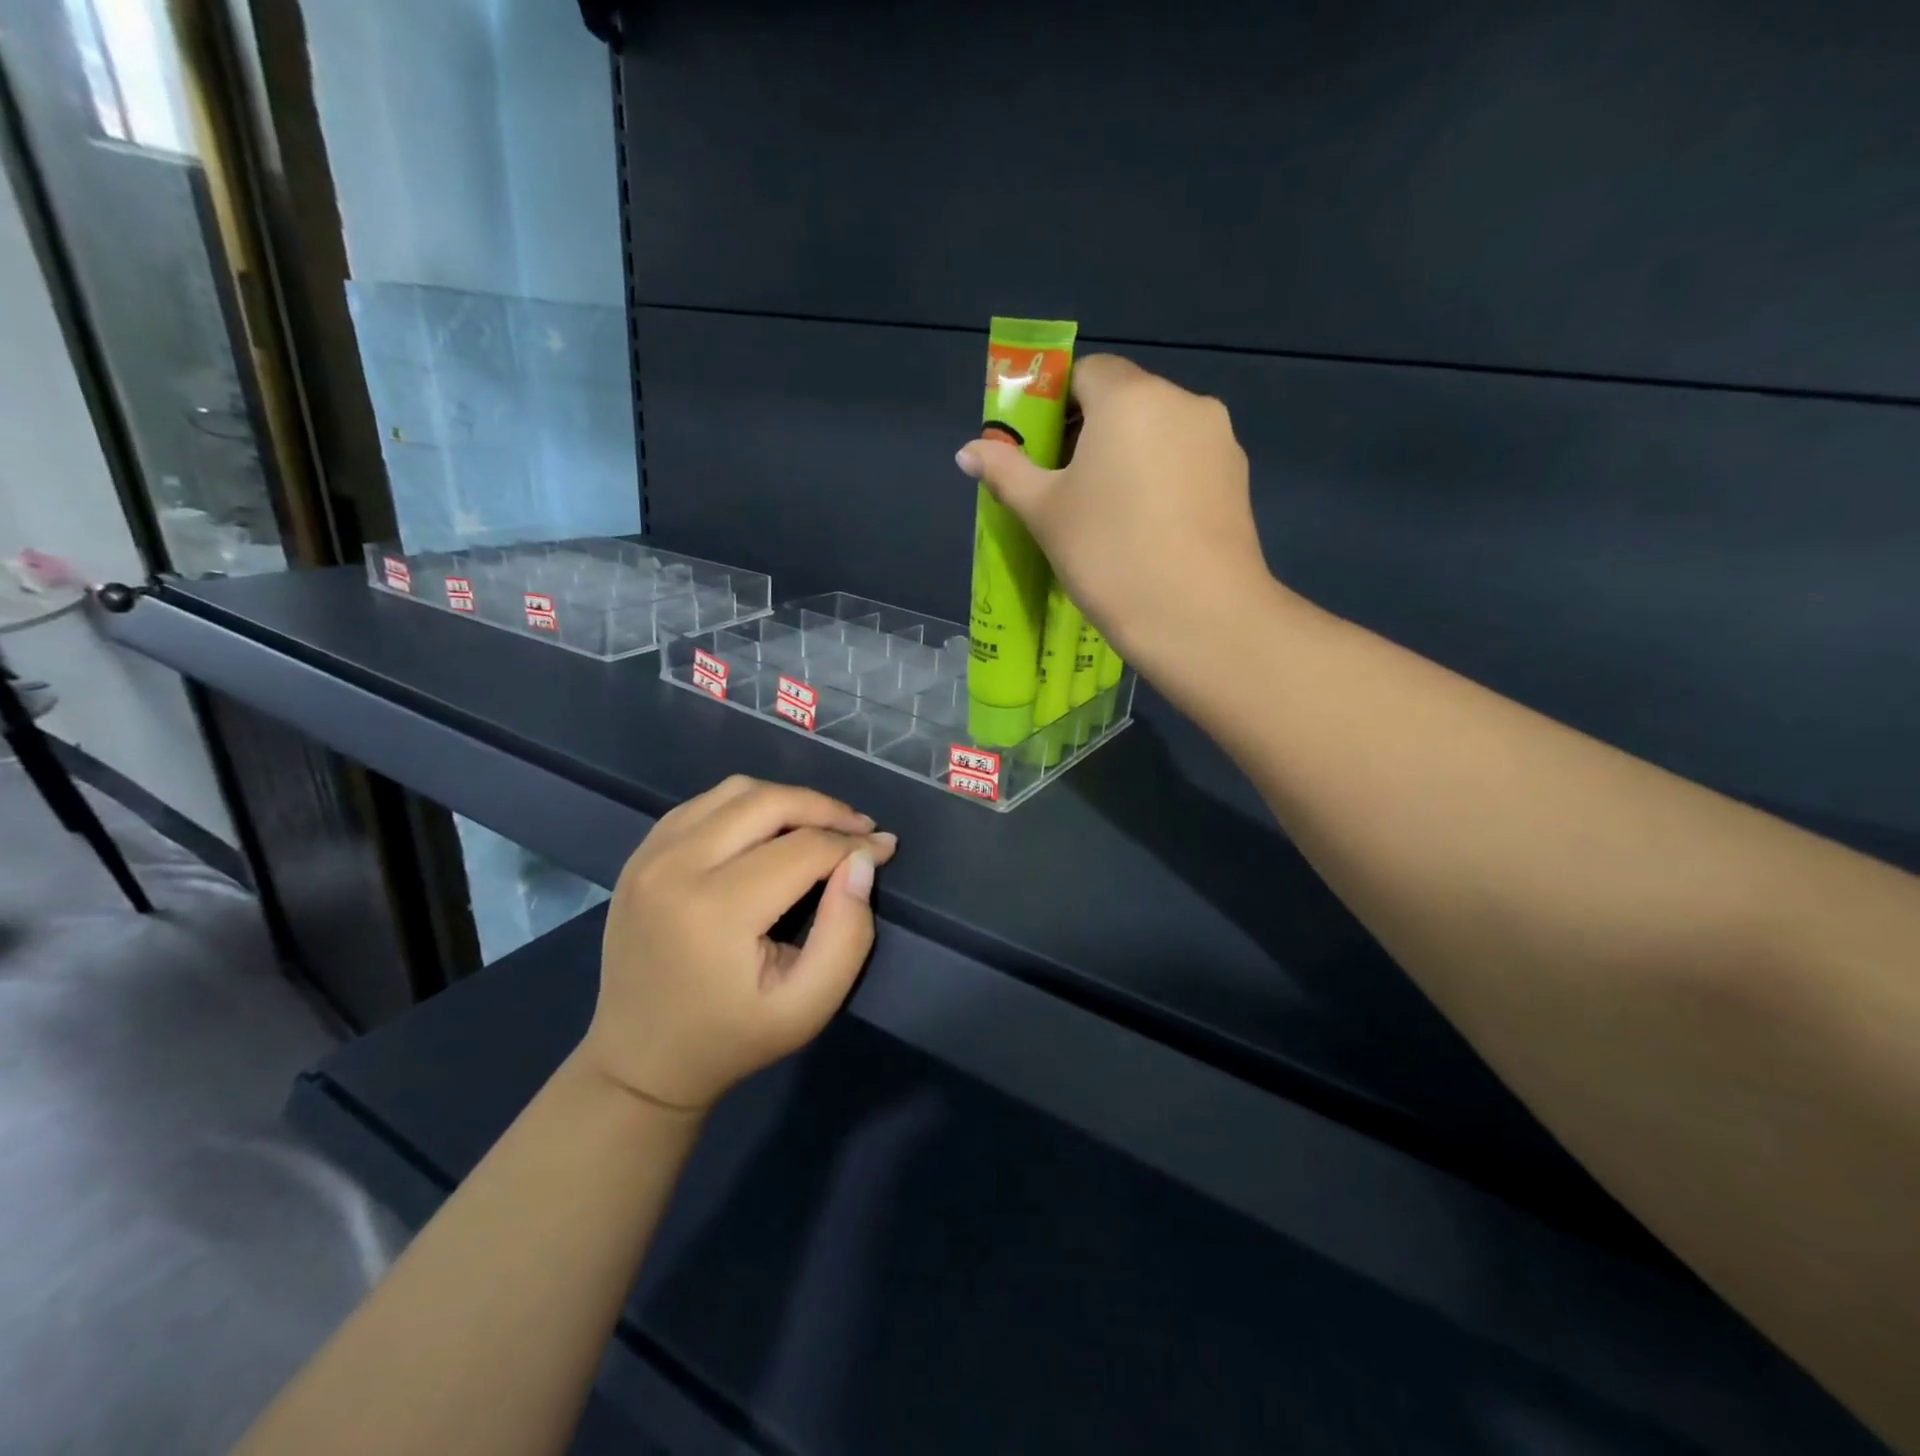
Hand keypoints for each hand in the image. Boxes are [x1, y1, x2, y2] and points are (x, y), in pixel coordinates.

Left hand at [579, 776, 897, 1113]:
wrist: (639, 1060)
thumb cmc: (731, 1038)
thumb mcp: (808, 1006)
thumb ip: (847, 934)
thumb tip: (862, 862)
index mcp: (715, 910)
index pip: (803, 849)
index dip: (854, 844)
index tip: (885, 849)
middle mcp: (675, 867)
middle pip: (768, 802)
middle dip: (825, 809)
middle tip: (859, 830)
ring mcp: (650, 854)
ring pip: (735, 791)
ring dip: (787, 801)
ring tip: (820, 828)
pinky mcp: (640, 853)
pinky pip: (704, 803)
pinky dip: (747, 806)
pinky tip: (769, 832)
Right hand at [956, 355, 1273, 671]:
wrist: (1199, 616)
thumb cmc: (1109, 555)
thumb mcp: (1045, 513)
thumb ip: (1006, 472)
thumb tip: (967, 452)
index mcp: (1130, 397)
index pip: (1087, 372)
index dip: (1057, 405)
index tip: (1043, 452)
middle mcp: (1182, 401)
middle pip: (1125, 400)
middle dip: (1091, 433)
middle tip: (1068, 490)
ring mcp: (1218, 439)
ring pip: (1159, 432)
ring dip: (1129, 456)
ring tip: (1110, 515)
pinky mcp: (1238, 477)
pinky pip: (1186, 461)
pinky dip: (1162, 479)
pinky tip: (1149, 528)